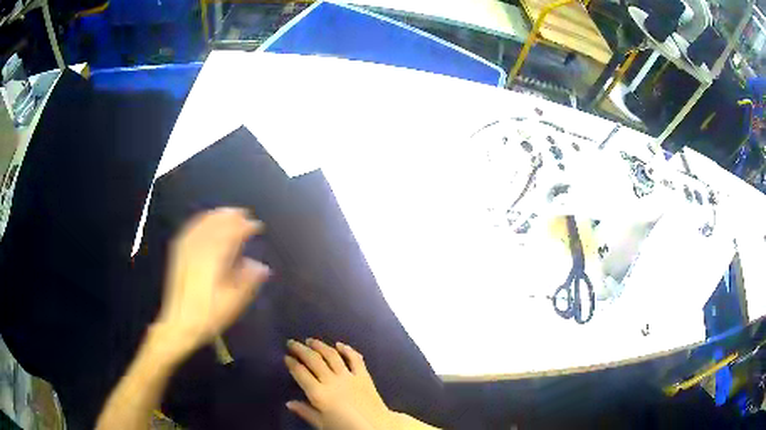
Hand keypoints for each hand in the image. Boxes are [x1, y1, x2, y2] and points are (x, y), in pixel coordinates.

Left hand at [153, 208, 269, 361]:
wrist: (179, 323)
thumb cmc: (209, 315)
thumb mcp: (233, 302)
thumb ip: (248, 281)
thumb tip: (262, 267)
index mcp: (215, 259)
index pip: (232, 234)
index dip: (246, 227)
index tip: (257, 226)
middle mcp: (200, 248)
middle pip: (217, 223)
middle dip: (232, 217)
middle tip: (245, 214)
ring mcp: (187, 248)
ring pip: (203, 223)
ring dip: (217, 215)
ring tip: (229, 213)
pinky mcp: (178, 253)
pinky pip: (191, 228)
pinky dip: (201, 220)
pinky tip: (205, 220)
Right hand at [285, 339, 396, 429]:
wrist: (376, 427)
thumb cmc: (346, 428)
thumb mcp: (322, 424)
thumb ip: (306, 412)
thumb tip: (289, 403)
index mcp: (319, 394)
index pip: (301, 373)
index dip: (292, 364)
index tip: (286, 357)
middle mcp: (332, 381)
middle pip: (313, 360)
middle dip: (301, 349)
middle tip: (292, 342)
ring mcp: (349, 376)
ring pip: (331, 355)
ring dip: (320, 346)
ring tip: (310, 341)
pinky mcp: (364, 375)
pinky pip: (355, 358)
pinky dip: (347, 349)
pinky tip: (339, 344)